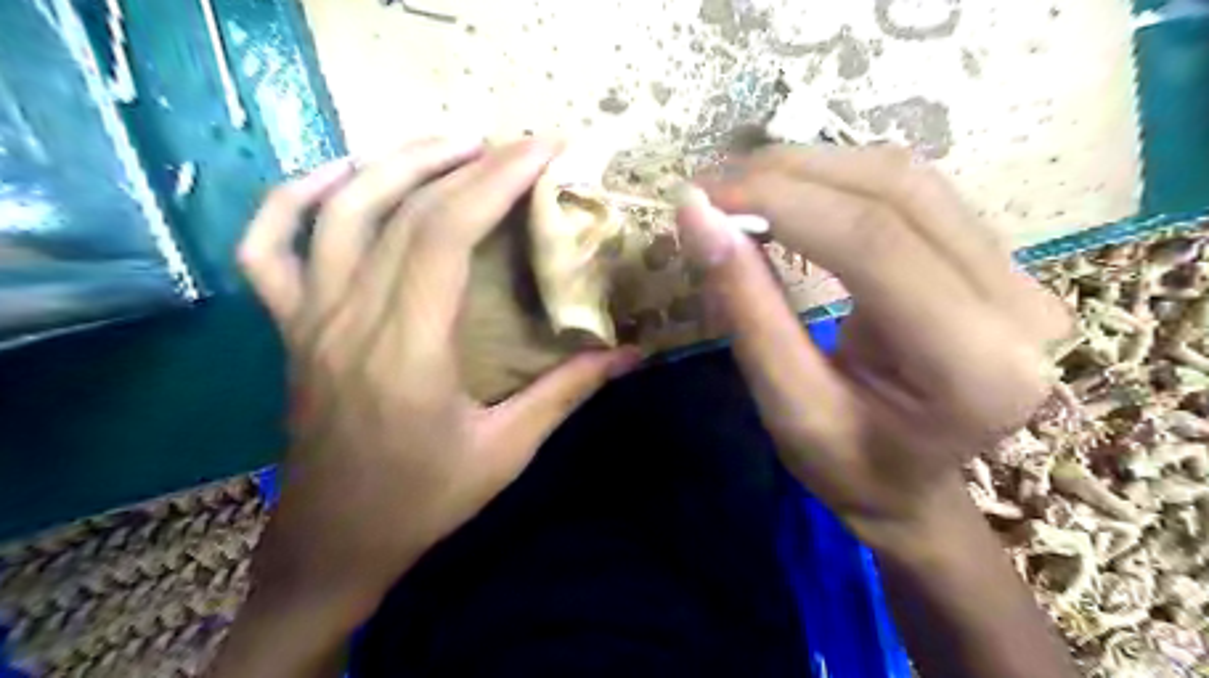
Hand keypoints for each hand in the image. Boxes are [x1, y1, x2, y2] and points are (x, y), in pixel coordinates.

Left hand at [231, 137, 635, 625]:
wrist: (334, 543)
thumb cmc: (423, 502)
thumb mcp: (507, 451)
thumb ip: (567, 392)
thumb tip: (630, 353)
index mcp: (407, 350)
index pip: (445, 232)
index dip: (496, 179)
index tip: (542, 150)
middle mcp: (349, 319)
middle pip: (403, 210)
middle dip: (467, 162)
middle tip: (516, 144)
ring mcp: (307, 318)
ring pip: (338, 210)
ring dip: (396, 162)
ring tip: (453, 145)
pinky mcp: (288, 327)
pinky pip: (268, 246)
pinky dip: (296, 197)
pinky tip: (343, 178)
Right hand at [675, 146, 1070, 548]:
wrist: (911, 487)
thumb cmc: (848, 467)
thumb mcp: (785, 405)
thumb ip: (746, 308)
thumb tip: (697, 217)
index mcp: (974, 366)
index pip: (873, 242)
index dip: (781, 202)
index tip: (704, 199)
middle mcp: (1019, 306)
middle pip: (897, 192)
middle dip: (790, 174)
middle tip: (713, 187)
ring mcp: (1019, 275)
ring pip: (906, 179)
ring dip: (812, 168)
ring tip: (741, 186)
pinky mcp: (996, 261)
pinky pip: (913, 193)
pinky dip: (837, 182)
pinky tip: (789, 194)